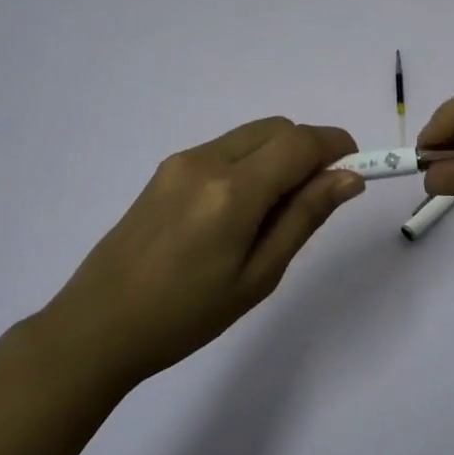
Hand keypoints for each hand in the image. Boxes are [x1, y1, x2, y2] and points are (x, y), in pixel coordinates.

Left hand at [44, 118, 363, 386]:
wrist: (97, 326)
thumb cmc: (185, 316)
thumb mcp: (257, 276)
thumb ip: (304, 217)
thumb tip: (348, 177)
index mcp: (232, 190)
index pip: (300, 141)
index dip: (336, 145)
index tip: (356, 168)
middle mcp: (206, 160)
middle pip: (277, 128)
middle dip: (309, 149)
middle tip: (318, 197)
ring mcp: (181, 161)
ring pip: (250, 136)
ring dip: (279, 155)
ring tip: (277, 211)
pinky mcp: (165, 170)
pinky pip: (224, 149)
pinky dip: (250, 162)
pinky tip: (241, 210)